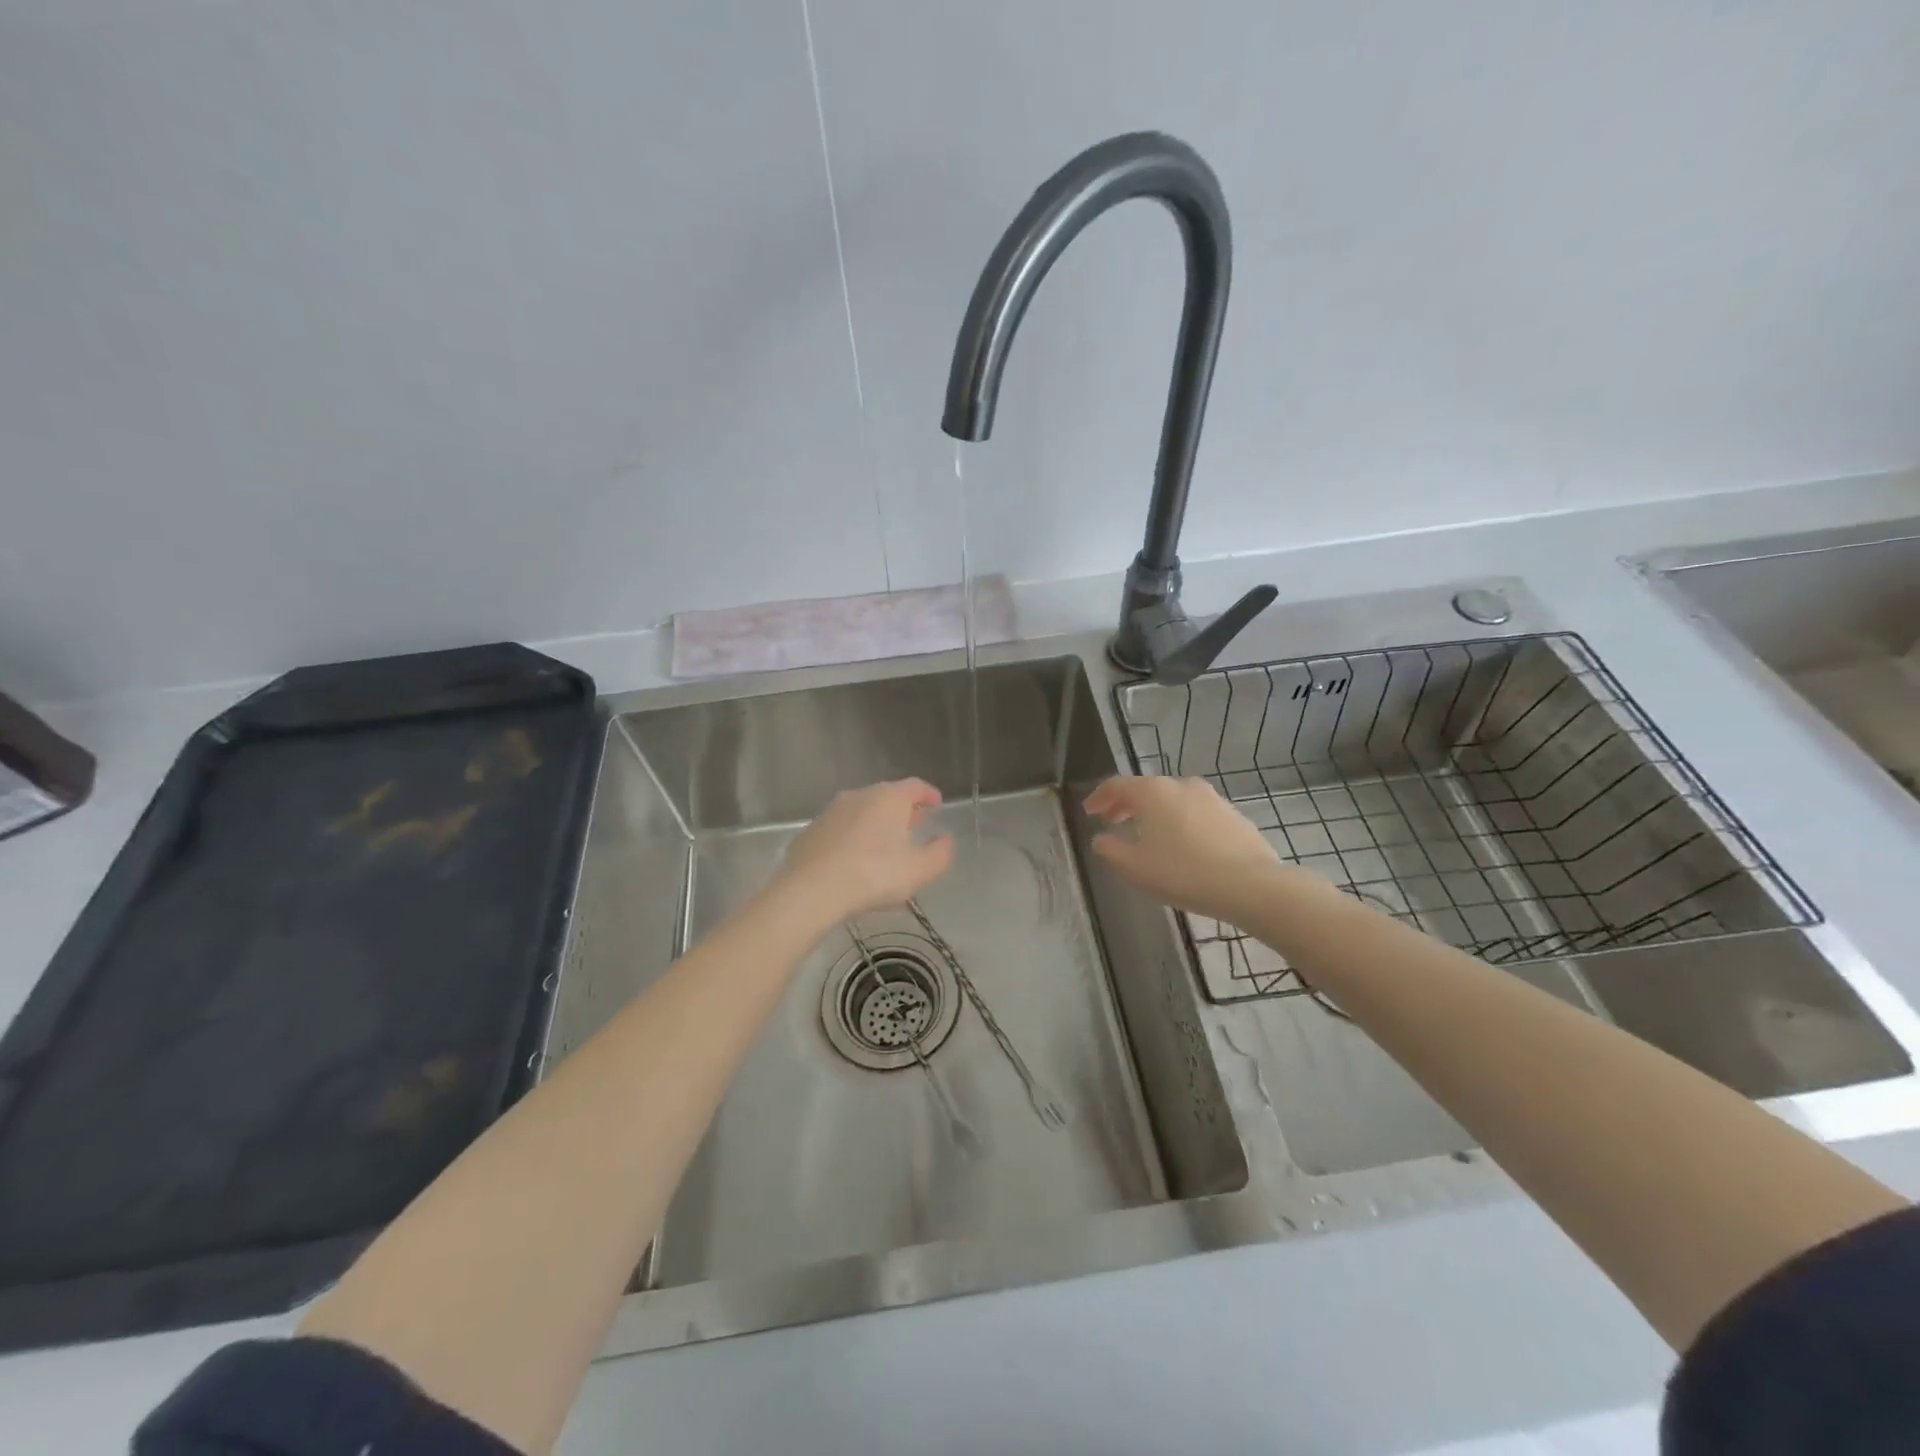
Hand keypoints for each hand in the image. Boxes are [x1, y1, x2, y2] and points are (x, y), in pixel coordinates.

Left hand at [775, 779, 955, 924]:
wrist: (812, 890)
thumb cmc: (874, 875)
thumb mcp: (920, 870)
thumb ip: (940, 853)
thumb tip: (946, 840)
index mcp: (889, 798)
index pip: (915, 786)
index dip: (929, 794)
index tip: (937, 804)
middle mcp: (859, 795)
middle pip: (887, 796)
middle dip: (903, 810)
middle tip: (914, 825)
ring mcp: (831, 812)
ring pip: (861, 811)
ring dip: (875, 823)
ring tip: (884, 845)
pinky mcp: (811, 831)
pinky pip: (840, 829)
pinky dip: (852, 837)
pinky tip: (854, 859)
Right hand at [1085, 775, 1281, 924]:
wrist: (1251, 884)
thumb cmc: (1183, 873)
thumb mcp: (1134, 867)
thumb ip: (1110, 850)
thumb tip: (1101, 839)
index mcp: (1152, 792)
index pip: (1117, 785)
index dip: (1099, 797)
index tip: (1089, 811)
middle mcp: (1181, 785)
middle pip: (1145, 789)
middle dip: (1125, 804)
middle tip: (1112, 821)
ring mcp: (1211, 798)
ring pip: (1172, 799)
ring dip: (1154, 813)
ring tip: (1146, 834)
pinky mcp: (1232, 815)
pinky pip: (1194, 812)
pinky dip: (1178, 821)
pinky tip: (1180, 844)